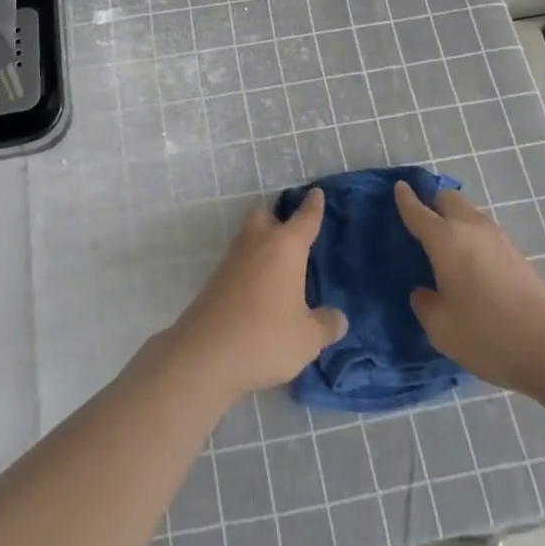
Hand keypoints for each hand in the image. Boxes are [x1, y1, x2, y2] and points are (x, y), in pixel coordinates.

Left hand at [164, 190, 347, 404]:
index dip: (313, 206)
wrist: (206, 353)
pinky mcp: (217, 278)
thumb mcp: (307, 338)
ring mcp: (233, 258)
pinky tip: (259, 287)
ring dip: (261, 240)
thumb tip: (338, 318)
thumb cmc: (266, 337)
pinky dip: (251, 265)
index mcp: (285, 247)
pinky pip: (239, 260)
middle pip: (265, 214)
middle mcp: (258, 242)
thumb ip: (326, 325)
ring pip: (249, 235)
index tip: (315, 192)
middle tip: (291, 230)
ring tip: (278, 261)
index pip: (305, 219)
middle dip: (276, 216)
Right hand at [395, 181, 544, 395]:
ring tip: (446, 246)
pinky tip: (471, 265)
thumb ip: (425, 304)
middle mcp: (471, 228)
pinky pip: (485, 233)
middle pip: (448, 199)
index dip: (405, 199)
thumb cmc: (488, 334)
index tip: (398, 188)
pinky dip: (472, 238)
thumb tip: (424, 292)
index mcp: (445, 238)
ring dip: (455, 220)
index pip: (418, 210)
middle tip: (422, 222)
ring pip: (469, 214)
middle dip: (433, 203)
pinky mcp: (518, 254)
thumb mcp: (441, 328)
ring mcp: (498, 239)